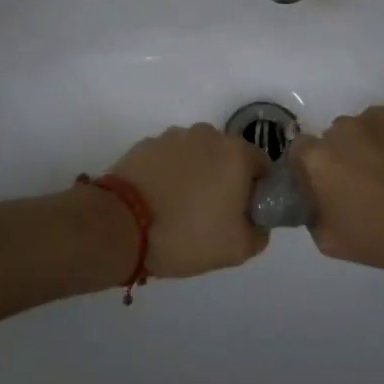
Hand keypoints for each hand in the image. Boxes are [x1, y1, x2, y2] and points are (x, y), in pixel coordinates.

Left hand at [109, 123, 271, 277]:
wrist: (121, 226)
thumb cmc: (187, 234)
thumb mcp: (238, 249)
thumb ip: (260, 232)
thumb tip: (257, 221)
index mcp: (236, 153)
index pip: (262, 165)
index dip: (256, 190)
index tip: (242, 213)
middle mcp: (208, 134)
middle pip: (228, 156)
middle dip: (225, 179)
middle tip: (212, 213)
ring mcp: (174, 136)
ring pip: (197, 155)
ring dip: (196, 174)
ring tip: (180, 207)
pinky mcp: (146, 144)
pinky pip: (169, 158)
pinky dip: (169, 173)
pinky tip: (159, 199)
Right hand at [294, 103, 383, 274]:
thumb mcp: (329, 241)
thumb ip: (310, 212)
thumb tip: (313, 195)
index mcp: (319, 158)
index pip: (301, 149)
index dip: (312, 166)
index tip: (329, 183)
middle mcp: (343, 128)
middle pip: (335, 136)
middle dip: (345, 154)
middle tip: (365, 179)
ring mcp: (378, 116)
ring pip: (365, 126)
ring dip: (372, 143)